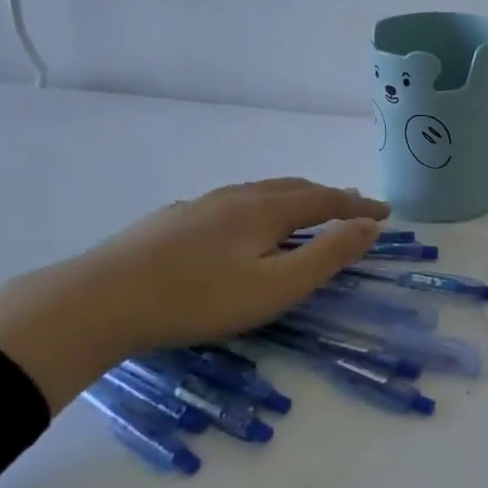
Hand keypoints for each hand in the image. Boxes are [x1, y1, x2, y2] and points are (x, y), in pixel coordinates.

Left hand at [0, 179, 389, 411]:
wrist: (101, 299)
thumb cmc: (200, 298)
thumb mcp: (277, 286)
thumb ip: (328, 255)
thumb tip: (369, 226)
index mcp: (266, 210)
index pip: (326, 200)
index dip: (358, 206)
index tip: (386, 213)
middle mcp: (236, 197)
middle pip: (294, 188)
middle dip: (330, 196)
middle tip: (353, 206)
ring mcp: (200, 205)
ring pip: (260, 192)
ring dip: (294, 198)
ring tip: (307, 209)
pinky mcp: (172, 220)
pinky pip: (232, 203)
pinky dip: (260, 207)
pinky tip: (244, 224)